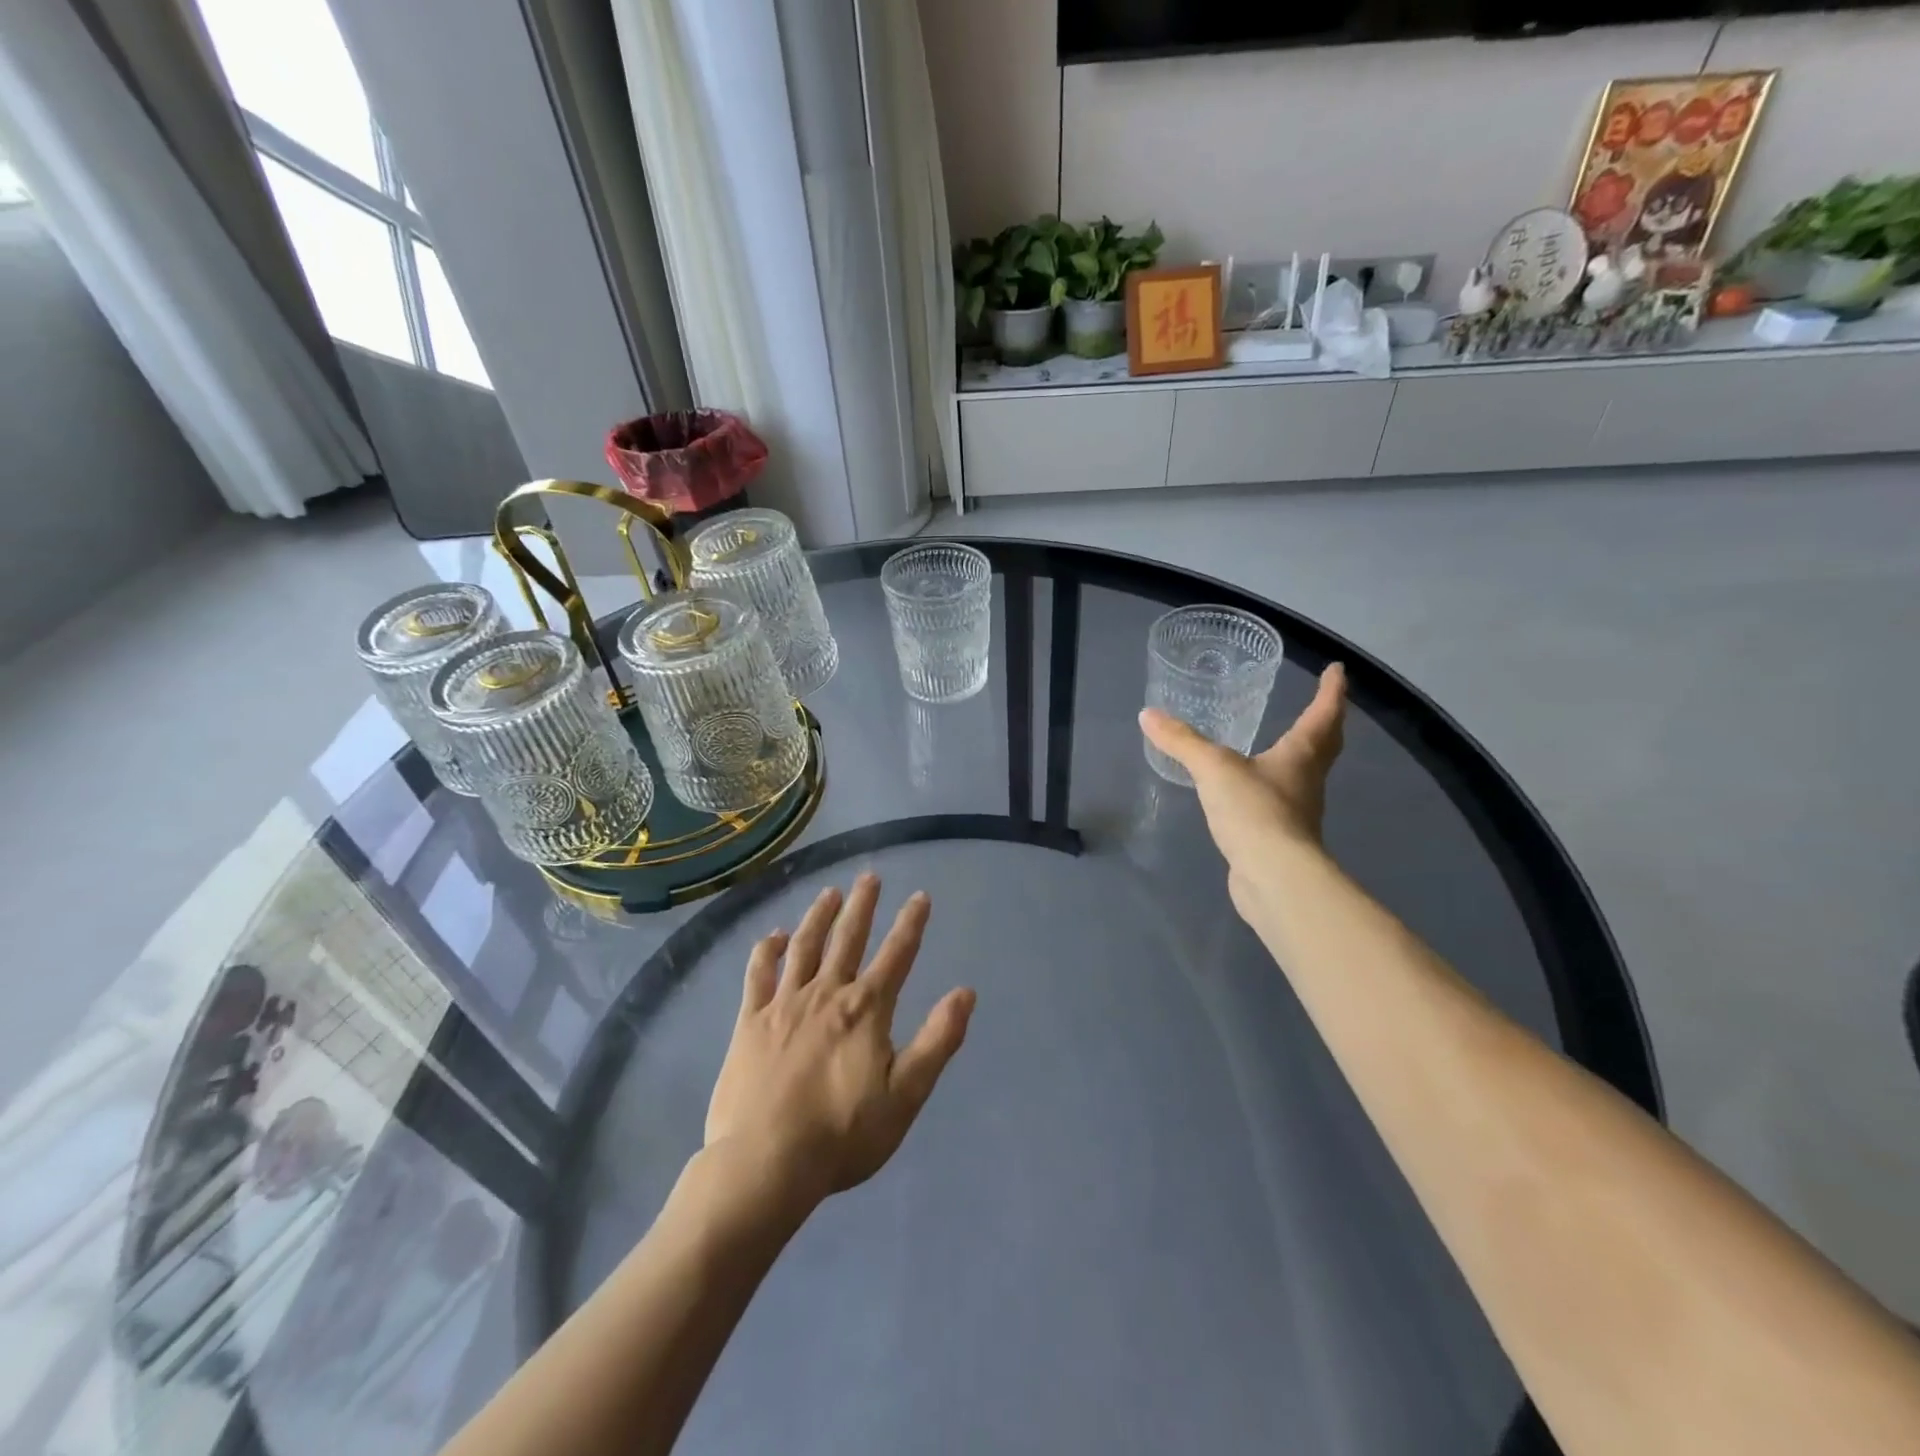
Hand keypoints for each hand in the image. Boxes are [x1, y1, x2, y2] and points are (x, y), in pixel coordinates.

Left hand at [704, 875, 975, 1214]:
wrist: (766, 1163)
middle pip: (848, 938)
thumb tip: (965, 993)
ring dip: (819, 916)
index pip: (896, 955)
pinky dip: (767, 950)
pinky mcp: (750, 1022)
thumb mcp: (905, 1095)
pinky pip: (759, 974)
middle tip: (869, 877)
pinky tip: (773, 936)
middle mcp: (827, 994)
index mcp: (866, 1009)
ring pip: (804, 946)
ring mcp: (785, 1004)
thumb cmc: (843, 1135)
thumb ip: (937, 1040)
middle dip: (862, 905)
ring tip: (830, 893)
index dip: (911, 923)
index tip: (920, 896)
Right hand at [1139, 663, 1348, 903]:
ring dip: (1303, 755)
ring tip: (1284, 742)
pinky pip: (1283, 801)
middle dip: (1327, 722)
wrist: (1273, 877)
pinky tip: (1254, 790)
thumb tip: (1148, 715)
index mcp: (1300, 755)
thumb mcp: (1213, 768)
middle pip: (1325, 745)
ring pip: (1307, 774)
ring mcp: (1298, 811)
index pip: (1322, 714)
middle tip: (1325, 703)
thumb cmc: (1254, 811)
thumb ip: (1182, 741)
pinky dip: (1275, 787)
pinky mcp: (1282, 837)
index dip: (1331, 691)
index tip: (1338, 670)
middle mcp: (1306, 779)